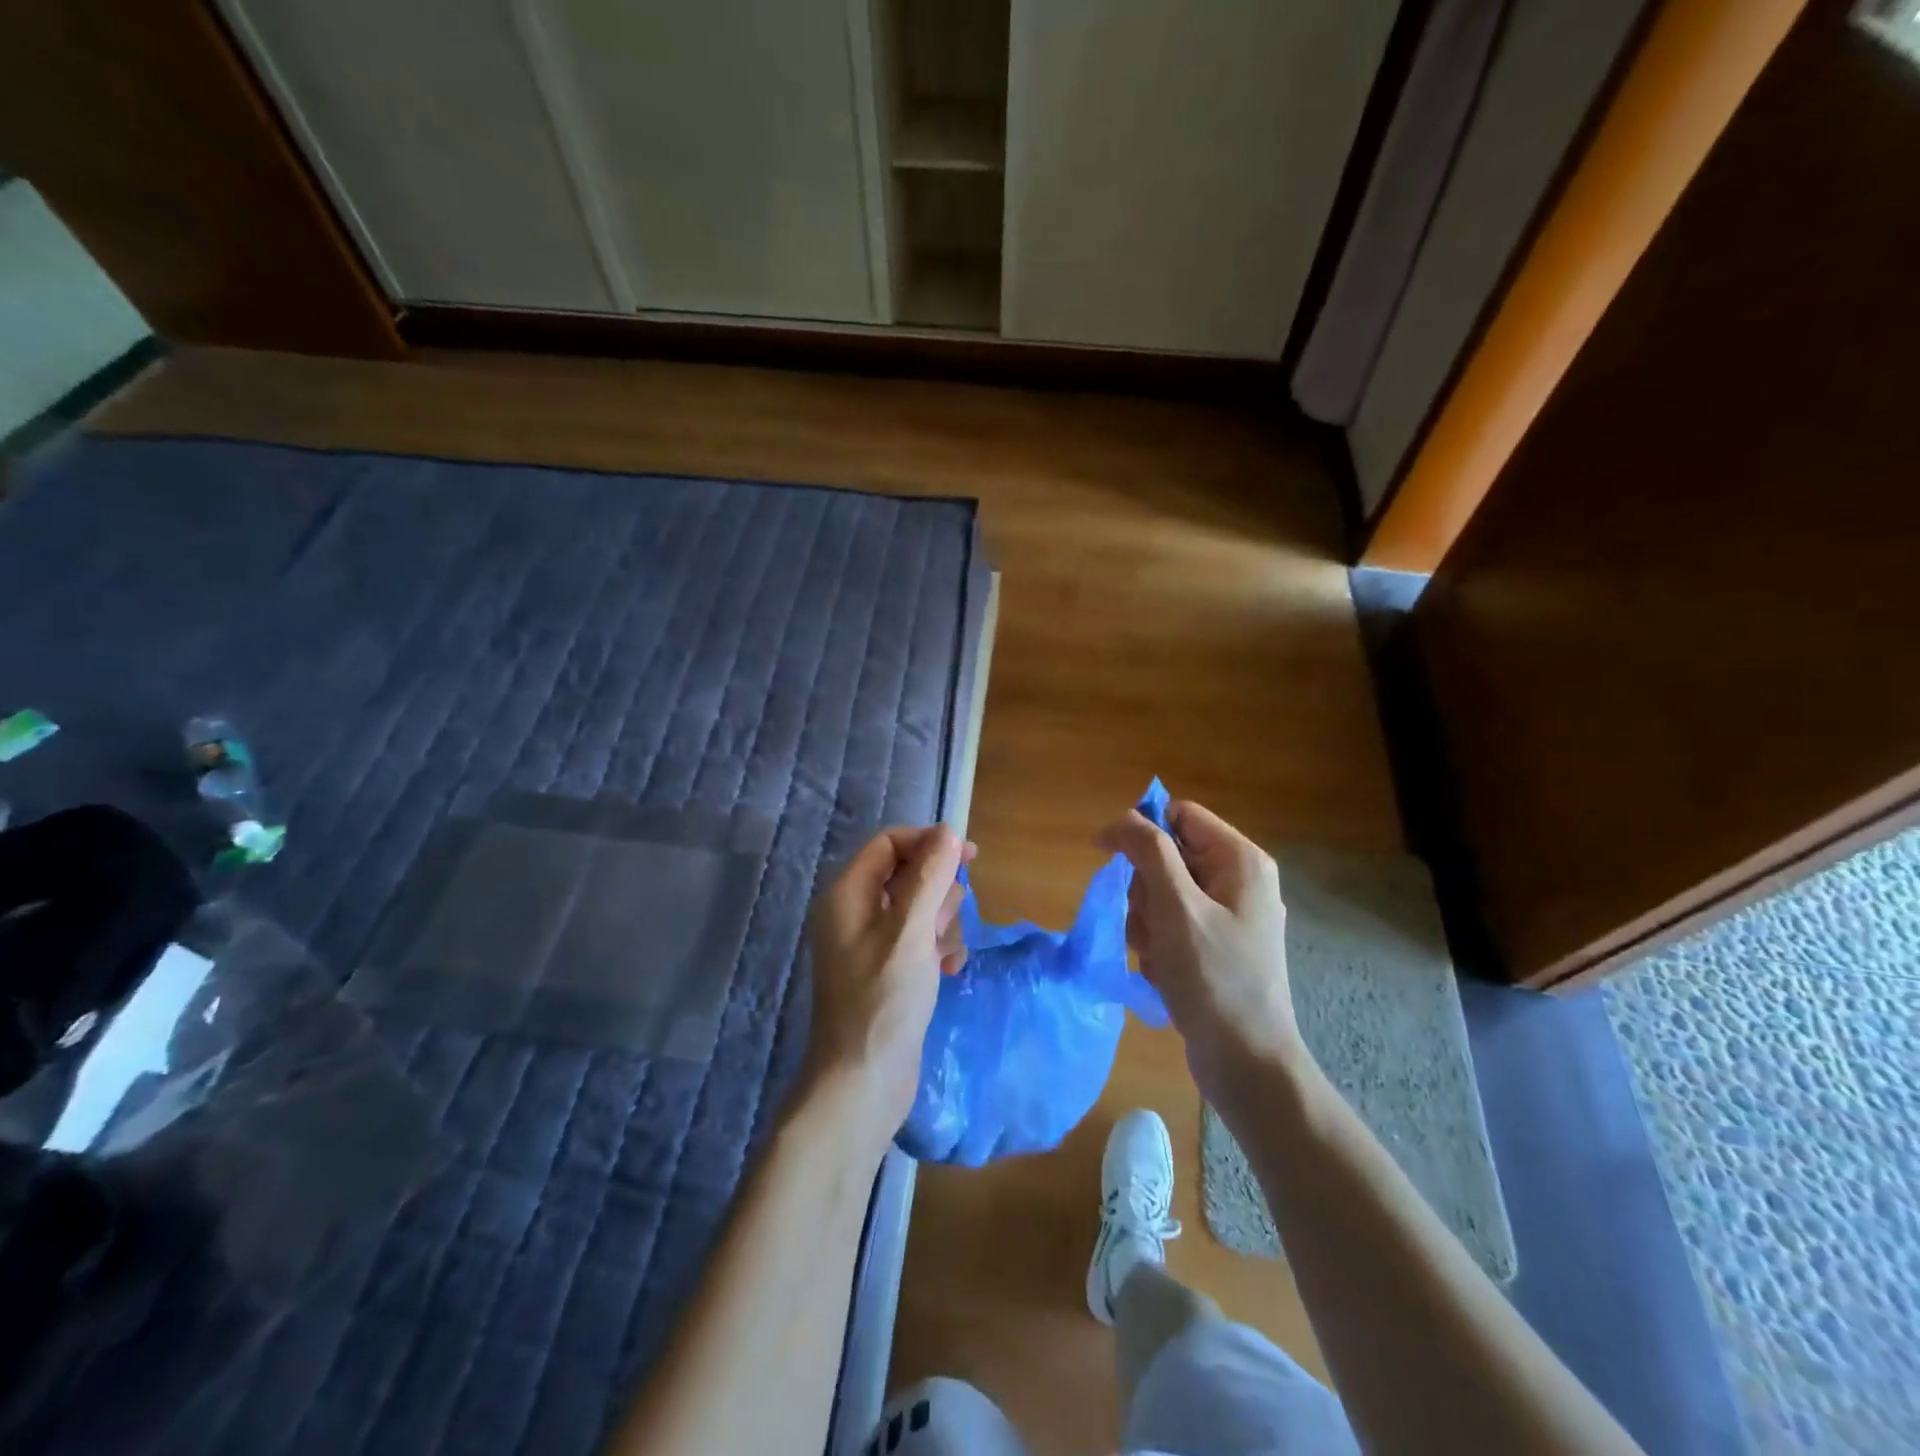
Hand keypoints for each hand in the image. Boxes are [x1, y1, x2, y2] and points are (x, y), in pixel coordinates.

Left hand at [803, 825, 972, 1156]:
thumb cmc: (882, 1001)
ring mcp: (872, 944)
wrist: (863, 1083)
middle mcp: (856, 913)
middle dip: (937, 896)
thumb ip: (930, 877)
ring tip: (943, 958)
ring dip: (943, 925)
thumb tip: (948, 832)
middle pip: (909, 875)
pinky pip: (922, 940)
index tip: (970, 856)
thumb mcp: (911, 932)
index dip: (928, 843)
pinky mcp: (889, 970)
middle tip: (942, 926)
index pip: (889, 844)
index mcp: (848, 894)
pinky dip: (939, 949)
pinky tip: (949, 972)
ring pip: (921, 909)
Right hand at [1096, 799, 1305, 1115]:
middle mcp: (1238, 879)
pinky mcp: (1217, 945)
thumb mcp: (1176, 907)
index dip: (1141, 830)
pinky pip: (1171, 924)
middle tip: (1150, 925)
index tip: (1109, 857)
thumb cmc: (1212, 978)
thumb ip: (1149, 851)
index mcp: (1240, 859)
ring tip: (1157, 956)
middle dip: (1144, 890)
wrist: (1246, 1063)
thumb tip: (1122, 819)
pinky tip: (1163, 971)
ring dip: (1146, 922)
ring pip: (1161, 893)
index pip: (1179, 815)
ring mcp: (1229, 915)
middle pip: (1166, 856)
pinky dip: (1157, 944)